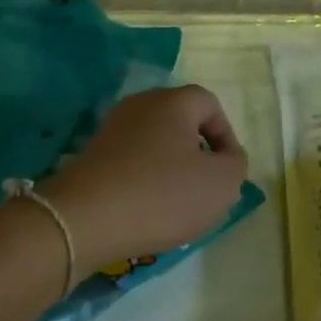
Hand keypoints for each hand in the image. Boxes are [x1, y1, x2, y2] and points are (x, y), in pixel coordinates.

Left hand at [40, 85, 249, 273]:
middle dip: (197, 152)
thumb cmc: (162, 195)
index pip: (209, 104)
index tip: (227, 171)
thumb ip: (236, 164)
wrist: (84, 219)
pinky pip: (130, 160)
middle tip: (204, 187)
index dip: (226, 135)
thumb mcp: (221, 184)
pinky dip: (143, 179)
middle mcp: (139, 105)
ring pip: (154, 141)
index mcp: (172, 101)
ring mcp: (111, 128)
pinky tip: (144, 208)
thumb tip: (226, 156)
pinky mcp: (91, 154)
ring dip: (169, 167)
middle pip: (180, 120)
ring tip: (175, 204)